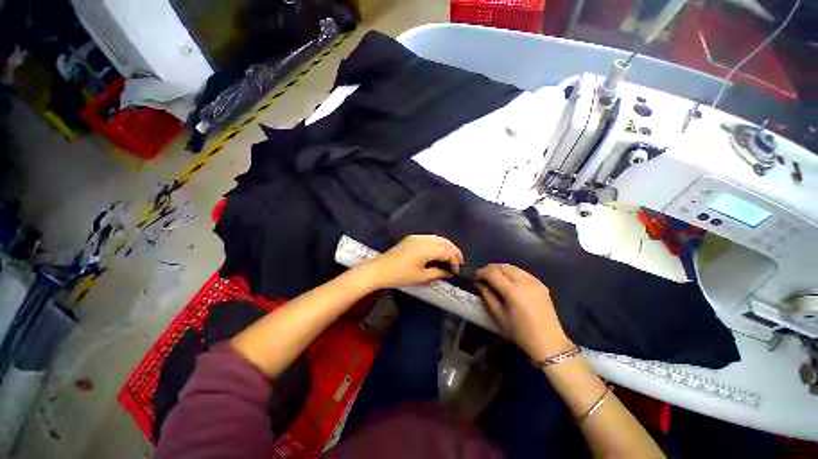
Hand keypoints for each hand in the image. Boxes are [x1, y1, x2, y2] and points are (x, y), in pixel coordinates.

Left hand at [361, 235, 463, 289]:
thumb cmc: (400, 275)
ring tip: (452, 257)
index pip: (447, 252)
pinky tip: (439, 252)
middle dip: (454, 251)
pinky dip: (438, 244)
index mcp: (426, 249)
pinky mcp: (412, 238)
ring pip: (438, 238)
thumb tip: (448, 272)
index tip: (456, 271)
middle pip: (445, 242)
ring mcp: (417, 237)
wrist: (380, 269)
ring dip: (447, 246)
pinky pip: (430, 238)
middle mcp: (423, 239)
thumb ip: (438, 273)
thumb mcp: (421, 277)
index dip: (454, 261)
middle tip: (459, 262)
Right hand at [475, 264, 573, 359]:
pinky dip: (512, 272)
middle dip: (490, 269)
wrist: (549, 343)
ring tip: (493, 276)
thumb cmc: (520, 333)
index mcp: (512, 292)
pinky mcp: (541, 284)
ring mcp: (534, 282)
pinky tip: (508, 280)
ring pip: (513, 267)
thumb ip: (488, 296)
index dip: (481, 272)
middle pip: (503, 266)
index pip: (492, 273)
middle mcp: (524, 282)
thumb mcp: (499, 316)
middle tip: (482, 276)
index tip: (474, 276)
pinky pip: (522, 272)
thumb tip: (479, 283)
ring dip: (500, 269)